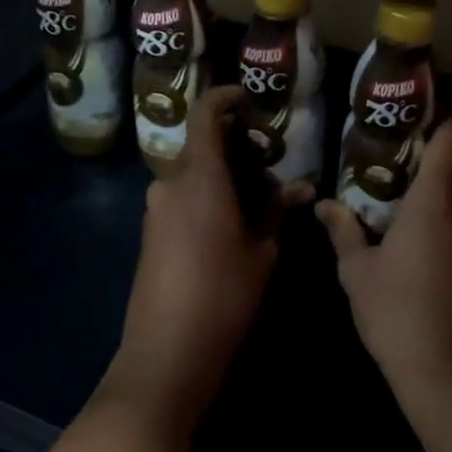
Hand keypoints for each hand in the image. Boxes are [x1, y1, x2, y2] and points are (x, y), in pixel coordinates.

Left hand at [101, 85, 313, 444]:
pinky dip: (208, 197)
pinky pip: (183, 197)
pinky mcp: (150, 232)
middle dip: (238, 150)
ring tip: (259, 203)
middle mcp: (170, 184)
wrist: (166, 353)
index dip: (226, 98)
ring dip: (225, 177)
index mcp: (199, 178)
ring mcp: (156, 209)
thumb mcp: (262, 252)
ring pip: (194, 174)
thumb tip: (301, 187)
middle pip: (203, 146)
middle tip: (271, 171)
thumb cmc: (223, 296)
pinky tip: (233, 225)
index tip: (251, 102)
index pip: (205, 114)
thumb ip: (277, 211)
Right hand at [317, 121, 451, 403]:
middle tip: (433, 155)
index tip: (420, 123)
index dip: (442, 124)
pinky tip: (450, 228)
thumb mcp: (356, 272)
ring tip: (441, 188)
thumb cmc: (395, 313)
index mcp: (434, 201)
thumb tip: (323, 205)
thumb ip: (343, 231)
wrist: (448, 372)